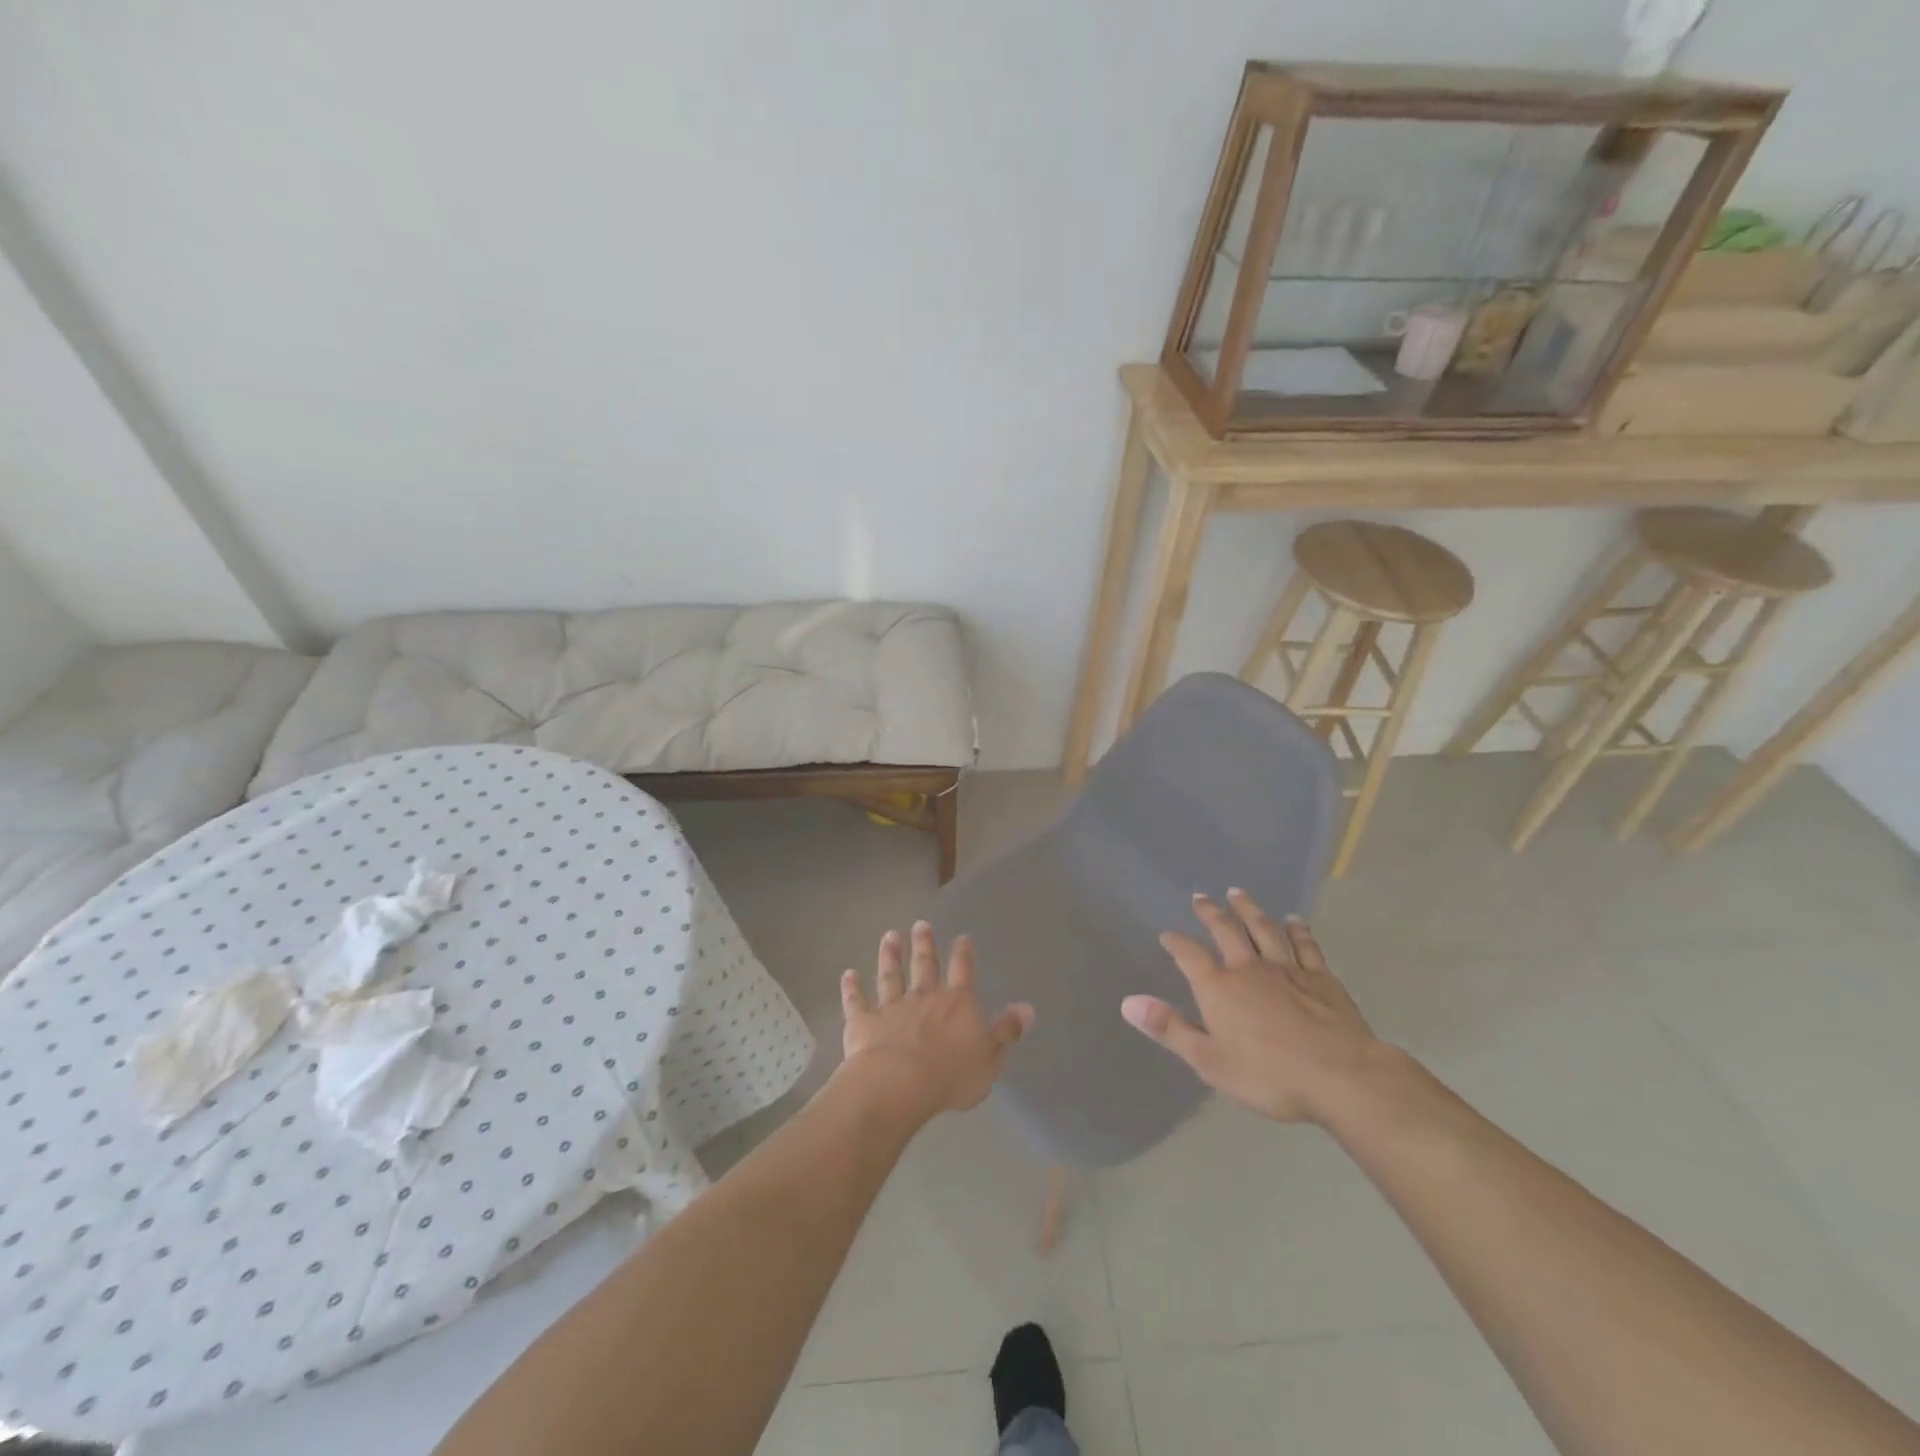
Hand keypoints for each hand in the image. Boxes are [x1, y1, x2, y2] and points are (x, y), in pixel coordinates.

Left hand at [838, 921, 1034, 1121]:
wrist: (898, 1084)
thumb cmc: (950, 1075)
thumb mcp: (990, 1058)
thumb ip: (1006, 1031)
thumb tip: (1027, 1007)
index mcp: (956, 1004)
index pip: (963, 972)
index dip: (964, 954)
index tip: (962, 936)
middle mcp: (924, 997)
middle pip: (925, 965)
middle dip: (924, 944)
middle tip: (921, 924)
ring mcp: (892, 1007)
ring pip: (891, 975)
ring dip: (890, 956)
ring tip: (889, 935)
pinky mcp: (863, 1021)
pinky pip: (857, 1001)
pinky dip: (852, 987)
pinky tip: (848, 974)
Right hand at [1121, 889, 1384, 1125]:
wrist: (1340, 1076)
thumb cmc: (1268, 1075)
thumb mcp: (1208, 1060)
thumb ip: (1169, 1028)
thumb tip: (1128, 1003)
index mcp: (1219, 988)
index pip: (1189, 956)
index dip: (1176, 943)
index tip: (1167, 935)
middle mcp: (1248, 968)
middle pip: (1226, 931)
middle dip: (1211, 913)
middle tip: (1201, 897)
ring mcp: (1287, 969)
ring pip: (1263, 929)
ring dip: (1249, 910)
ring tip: (1238, 893)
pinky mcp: (1320, 978)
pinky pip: (1305, 945)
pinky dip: (1297, 930)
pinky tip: (1294, 920)